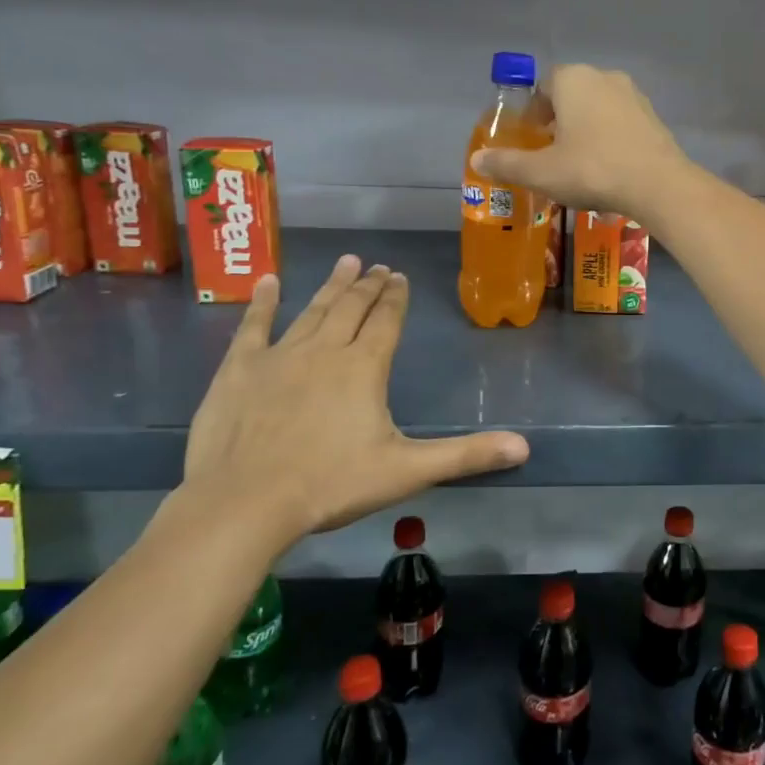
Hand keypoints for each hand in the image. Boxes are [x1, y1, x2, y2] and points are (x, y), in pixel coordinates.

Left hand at [179, 257, 528, 553]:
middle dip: (368, 286)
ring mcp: (279, 356)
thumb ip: (466, 455)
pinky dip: (262, 302)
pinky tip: (269, 281)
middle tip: (379, 266)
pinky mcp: (239, 369)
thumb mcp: (407, 471)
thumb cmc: (331, 485)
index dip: (396, 298)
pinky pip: (254, 326)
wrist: (245, 502)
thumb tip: (524, 448)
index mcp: (364, 368)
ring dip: (331, 285)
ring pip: (311, 310)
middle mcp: (325, 350)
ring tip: (347, 262)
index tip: (400, 277)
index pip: (386, 322)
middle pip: (352, 308)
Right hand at [469, 64, 688, 216]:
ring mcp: (634, 95)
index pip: (544, 85)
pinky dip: (610, 138)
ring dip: (586, 129)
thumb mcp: (542, 172)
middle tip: (552, 153)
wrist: (657, 184)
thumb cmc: (592, 170)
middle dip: (560, 120)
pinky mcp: (654, 117)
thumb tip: (477, 159)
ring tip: (580, 163)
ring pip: (599, 108)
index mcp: (573, 80)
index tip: (532, 138)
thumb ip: (507, 164)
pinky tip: (609, 167)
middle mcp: (604, 77)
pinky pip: (622, 123)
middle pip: (573, 94)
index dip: (534, 111)